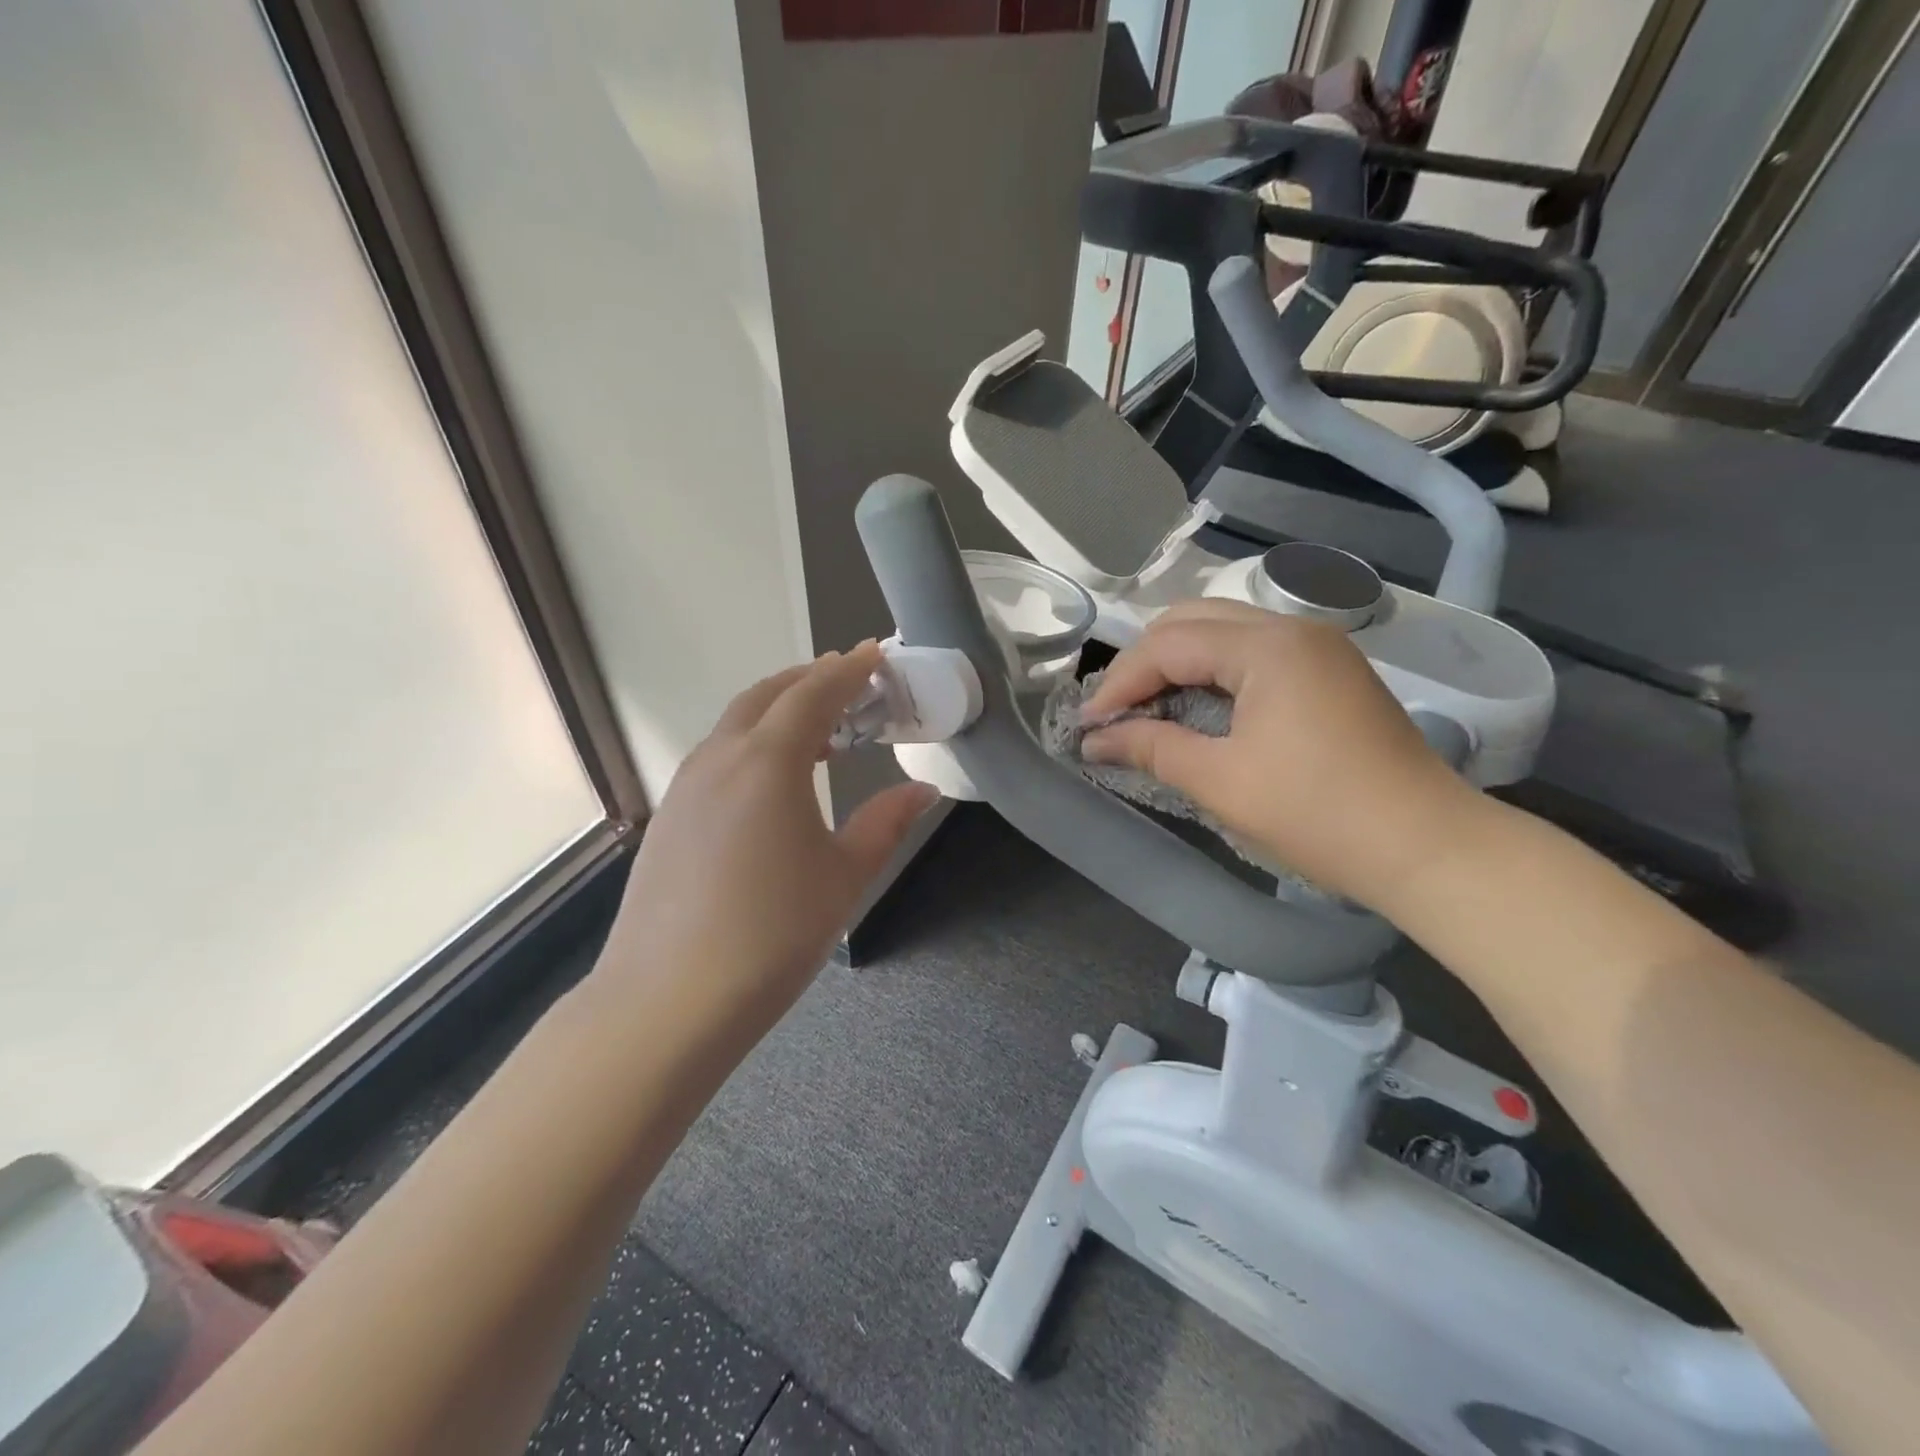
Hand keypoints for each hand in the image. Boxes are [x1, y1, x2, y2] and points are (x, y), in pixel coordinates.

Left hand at [604, 642, 938, 1032]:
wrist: (669, 999)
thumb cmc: (773, 933)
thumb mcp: (844, 876)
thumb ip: (885, 823)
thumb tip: (923, 792)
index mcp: (769, 761)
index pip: (814, 693)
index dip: (849, 670)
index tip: (876, 655)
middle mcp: (721, 758)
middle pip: (767, 695)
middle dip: (810, 679)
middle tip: (850, 683)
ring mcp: (686, 786)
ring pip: (736, 724)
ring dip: (778, 711)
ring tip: (818, 731)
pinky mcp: (669, 815)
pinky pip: (717, 756)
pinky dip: (752, 744)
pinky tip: (771, 781)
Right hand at [1081, 601, 1478, 906]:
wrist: (1427, 847)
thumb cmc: (1316, 813)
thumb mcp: (1220, 781)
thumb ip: (1150, 747)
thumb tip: (1094, 738)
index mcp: (1267, 646)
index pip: (1168, 644)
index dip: (1120, 681)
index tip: (1088, 723)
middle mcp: (1292, 629)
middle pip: (1193, 620)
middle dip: (1145, 662)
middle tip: (1116, 712)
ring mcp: (1318, 647)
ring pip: (1224, 631)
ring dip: (1179, 664)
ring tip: (1149, 709)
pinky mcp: (1330, 671)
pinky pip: (1253, 652)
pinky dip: (1214, 673)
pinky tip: (1199, 708)